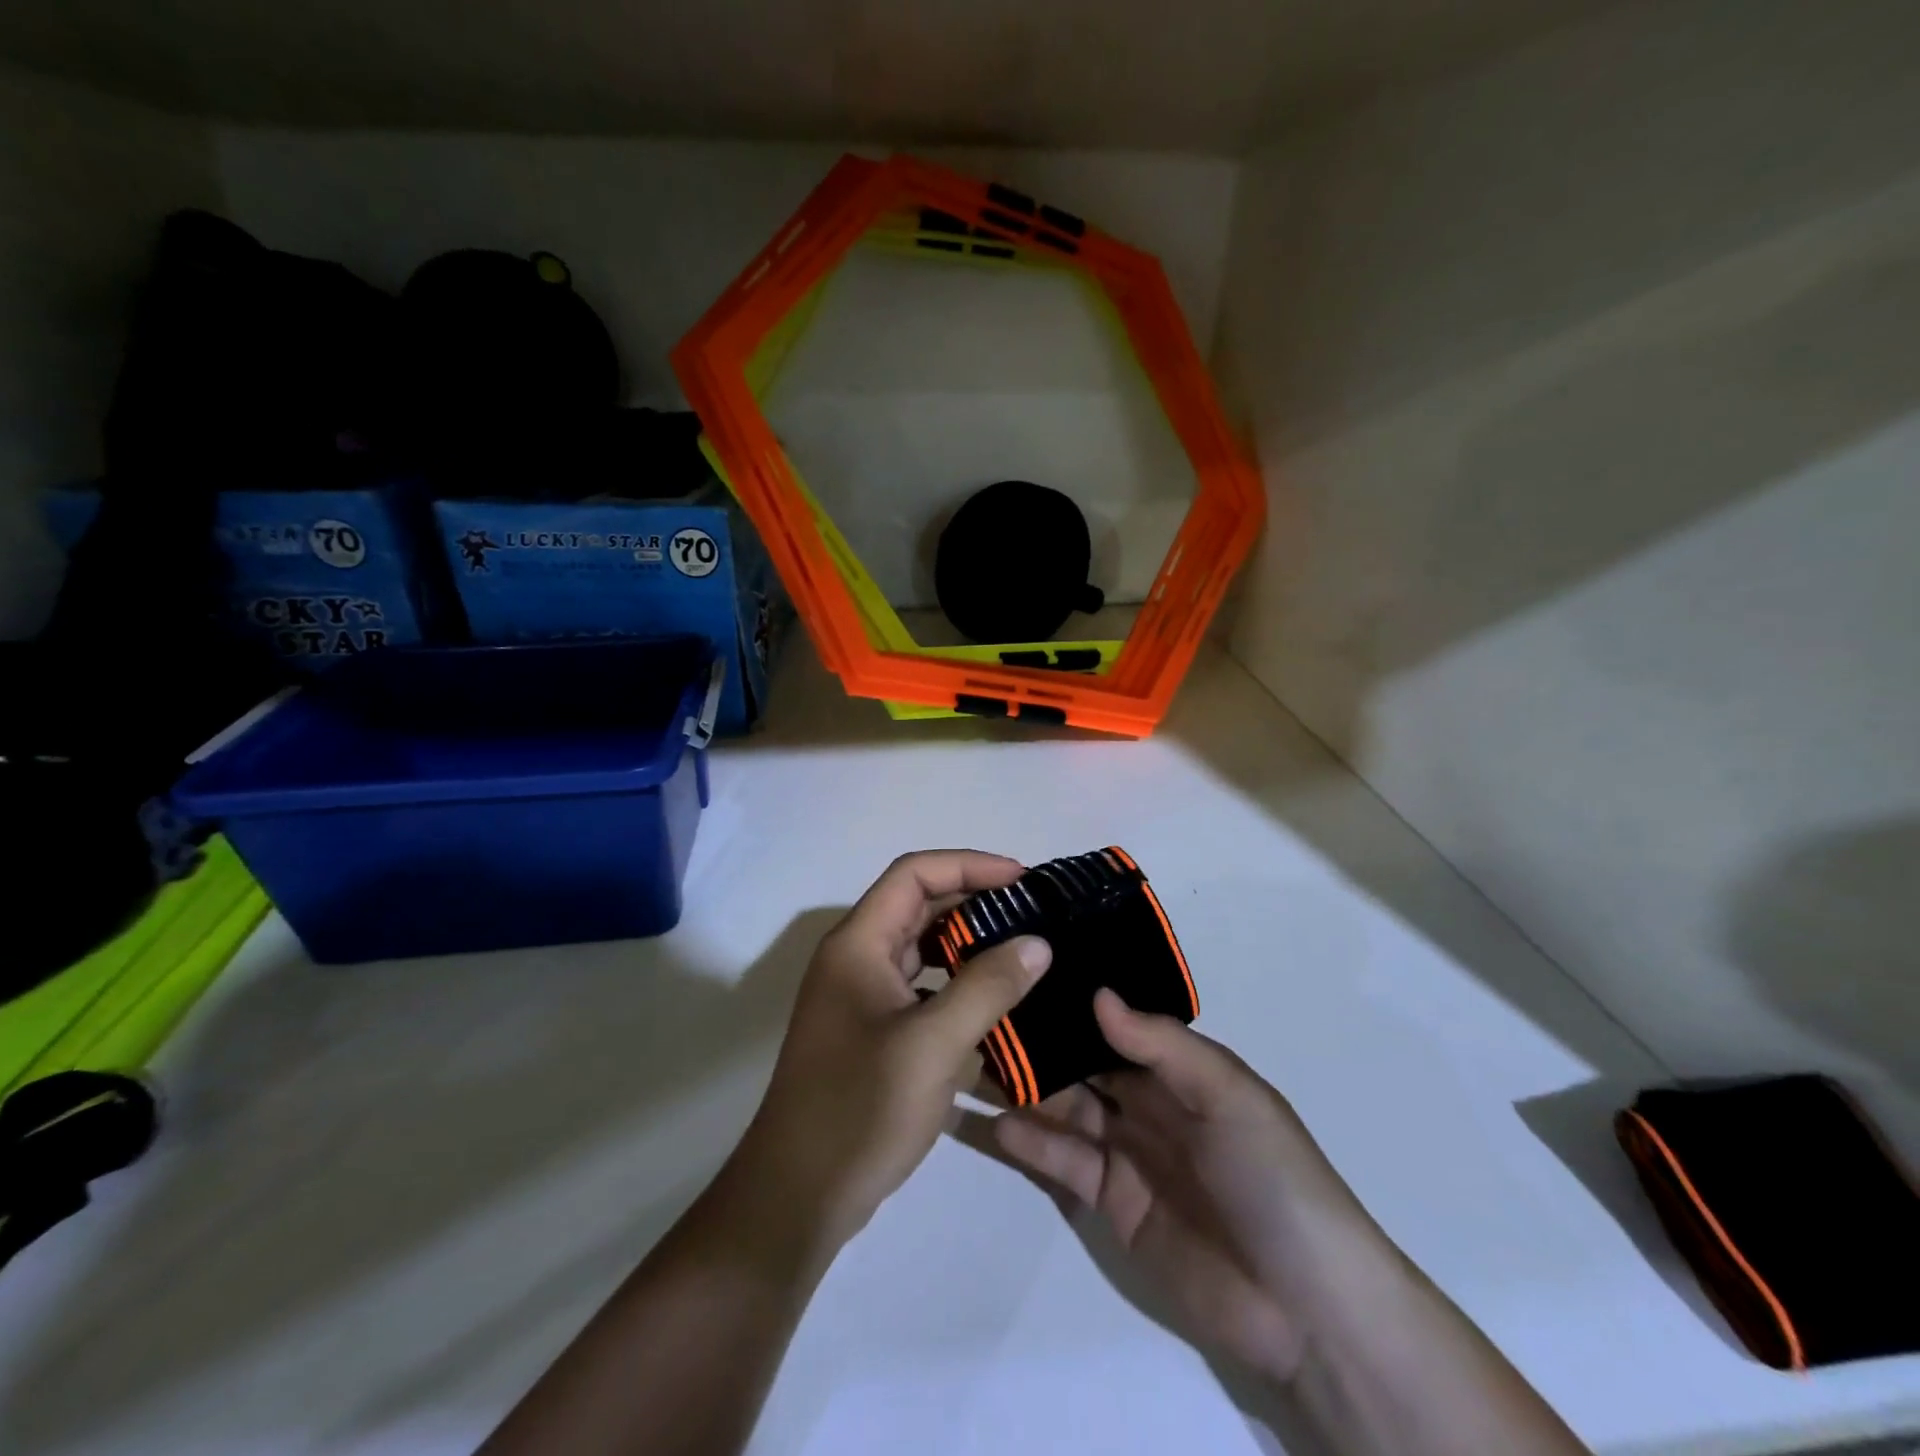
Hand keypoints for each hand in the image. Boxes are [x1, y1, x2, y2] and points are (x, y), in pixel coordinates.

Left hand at [724, 851, 1052, 1256]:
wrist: (797, 1196)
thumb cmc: (860, 1108)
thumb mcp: (933, 1044)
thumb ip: (987, 987)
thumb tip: (1037, 943)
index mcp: (857, 944)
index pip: (914, 874)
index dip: (968, 866)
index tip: (1022, 879)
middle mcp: (854, 958)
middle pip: (917, 905)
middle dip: (974, 901)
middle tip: (1032, 914)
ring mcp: (859, 995)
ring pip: (919, 947)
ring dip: (967, 942)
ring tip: (1021, 950)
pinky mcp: (869, 1030)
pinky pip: (919, 985)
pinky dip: (955, 982)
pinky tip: (993, 1002)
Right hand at [993, 990, 1391, 1382]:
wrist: (1306, 1307)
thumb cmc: (1273, 1177)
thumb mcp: (1228, 1094)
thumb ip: (1161, 1045)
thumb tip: (1097, 994)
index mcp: (1179, 1070)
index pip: (1116, 1026)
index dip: (1075, 1003)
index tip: (1023, 972)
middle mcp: (1147, 1103)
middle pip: (1083, 1065)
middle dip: (1039, 1042)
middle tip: (978, 1014)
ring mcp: (1126, 1153)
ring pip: (1065, 1107)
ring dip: (1024, 1088)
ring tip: (969, 1062)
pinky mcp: (1110, 1203)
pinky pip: (1063, 1162)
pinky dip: (1030, 1142)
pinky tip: (993, 1122)